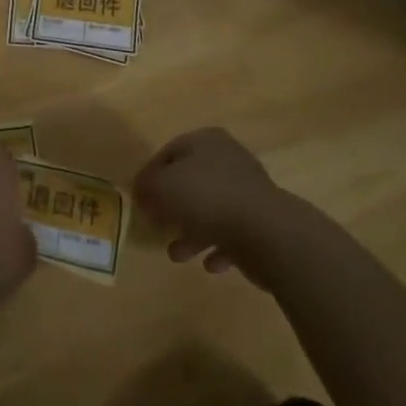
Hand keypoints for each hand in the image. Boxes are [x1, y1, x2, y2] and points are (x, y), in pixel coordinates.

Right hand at [135, 128, 287, 281]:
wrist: (266, 232)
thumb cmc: (207, 198)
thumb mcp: (162, 186)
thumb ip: (146, 186)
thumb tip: (142, 192)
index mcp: (206, 141)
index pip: (169, 153)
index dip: (150, 176)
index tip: (139, 200)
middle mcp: (229, 159)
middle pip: (191, 181)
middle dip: (172, 206)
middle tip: (157, 225)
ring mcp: (248, 191)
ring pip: (211, 209)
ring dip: (192, 232)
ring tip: (176, 254)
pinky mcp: (261, 221)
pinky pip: (232, 233)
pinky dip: (218, 247)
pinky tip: (208, 264)